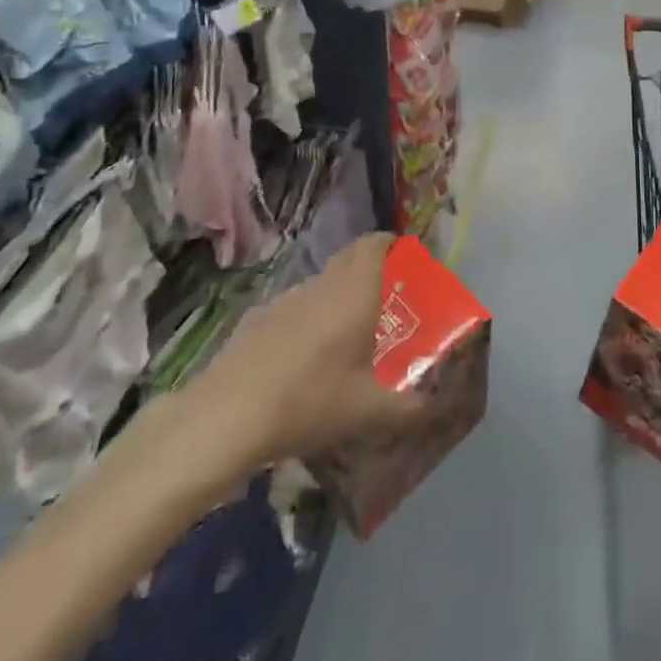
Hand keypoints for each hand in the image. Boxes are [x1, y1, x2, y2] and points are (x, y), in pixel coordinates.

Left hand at [179, 234, 427, 466]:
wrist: (227, 416)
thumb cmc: (310, 402)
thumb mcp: (369, 412)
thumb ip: (408, 409)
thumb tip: (433, 407)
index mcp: (354, 292)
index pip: (375, 244)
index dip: (392, 244)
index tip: (407, 259)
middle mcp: (322, 285)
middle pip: (349, 258)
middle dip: (371, 268)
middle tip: (388, 297)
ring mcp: (285, 299)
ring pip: (321, 284)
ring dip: (338, 295)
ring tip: (349, 332)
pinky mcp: (258, 318)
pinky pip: (296, 306)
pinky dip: (309, 318)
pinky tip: (306, 357)